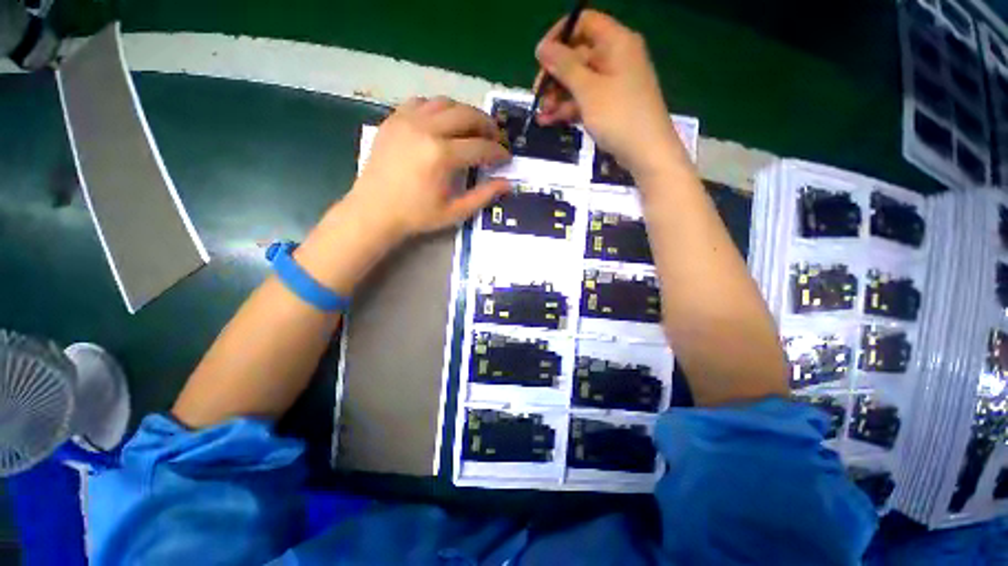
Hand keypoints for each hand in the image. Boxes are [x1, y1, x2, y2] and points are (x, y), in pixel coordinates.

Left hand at [347, 97, 511, 241]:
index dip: (499, 152)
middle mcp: (426, 129)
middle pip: (467, 114)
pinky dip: (438, 109)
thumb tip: (508, 184)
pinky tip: (442, 124)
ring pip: (446, 103)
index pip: (481, 146)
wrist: (374, 210)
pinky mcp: (394, 119)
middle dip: (487, 125)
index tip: (506, 158)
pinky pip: (422, 102)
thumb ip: (483, 196)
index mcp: (442, 155)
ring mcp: (407, 120)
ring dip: (465, 113)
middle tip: (495, 138)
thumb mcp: (455, 212)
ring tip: (472, 129)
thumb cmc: (416, 216)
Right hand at [534, 10, 687, 177]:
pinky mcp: (609, 106)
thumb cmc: (619, 115)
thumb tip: (542, 47)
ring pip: (579, 82)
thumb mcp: (588, 89)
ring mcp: (613, 84)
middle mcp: (615, 58)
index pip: (584, 23)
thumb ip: (564, 66)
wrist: (646, 152)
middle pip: (578, 56)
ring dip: (557, 97)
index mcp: (616, 42)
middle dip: (555, 75)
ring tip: (541, 115)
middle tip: (537, 94)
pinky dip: (568, 109)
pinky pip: (585, 101)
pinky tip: (549, 121)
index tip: (540, 58)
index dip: (559, 36)